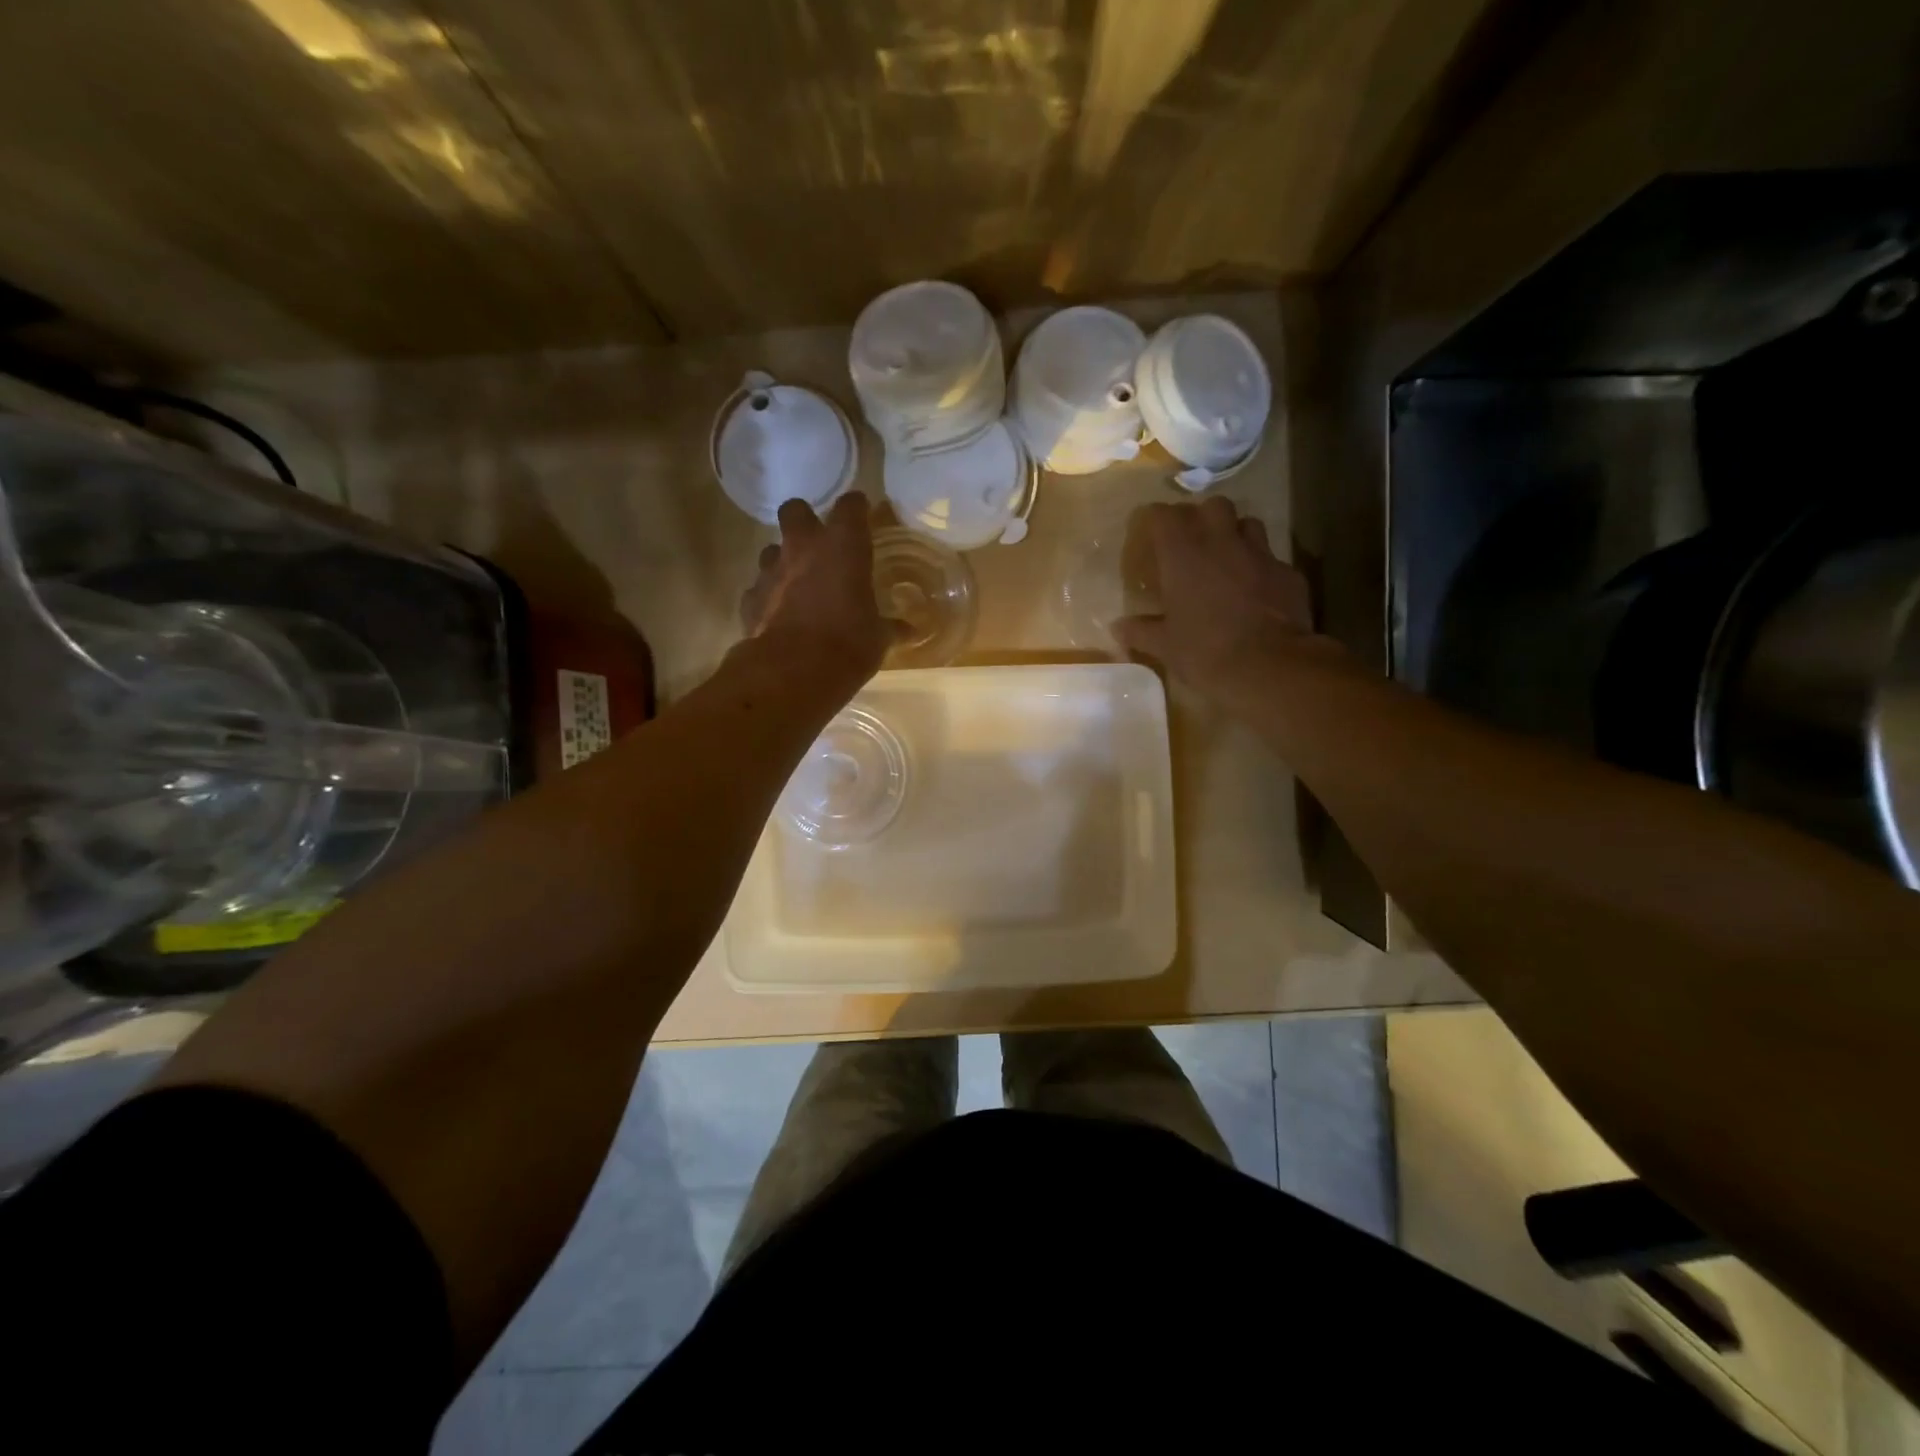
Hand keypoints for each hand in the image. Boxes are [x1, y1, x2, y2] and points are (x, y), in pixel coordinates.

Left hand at [740, 494, 891, 687]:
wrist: (791, 672)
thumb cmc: (847, 645)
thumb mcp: (878, 638)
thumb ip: (890, 627)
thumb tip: (909, 630)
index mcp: (843, 546)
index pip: (851, 506)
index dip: (857, 508)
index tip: (863, 514)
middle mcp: (803, 548)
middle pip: (795, 510)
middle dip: (805, 520)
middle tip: (819, 542)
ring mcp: (771, 571)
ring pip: (772, 549)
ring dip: (784, 561)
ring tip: (798, 584)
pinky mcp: (750, 598)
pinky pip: (758, 588)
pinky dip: (768, 597)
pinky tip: (779, 615)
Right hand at [1113, 497, 1332, 701]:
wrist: (1270, 666)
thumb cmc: (1205, 651)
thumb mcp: (1165, 646)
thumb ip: (1140, 631)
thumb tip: (1117, 627)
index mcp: (1184, 555)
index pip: (1165, 515)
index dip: (1156, 518)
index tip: (1150, 531)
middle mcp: (1222, 543)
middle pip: (1213, 506)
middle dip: (1201, 516)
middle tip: (1192, 541)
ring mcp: (1260, 555)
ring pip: (1248, 524)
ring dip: (1235, 535)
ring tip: (1226, 558)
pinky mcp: (1288, 573)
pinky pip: (1271, 559)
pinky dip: (1260, 567)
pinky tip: (1256, 590)